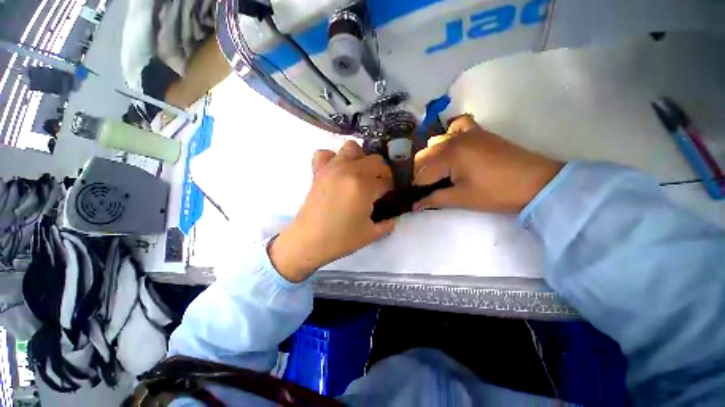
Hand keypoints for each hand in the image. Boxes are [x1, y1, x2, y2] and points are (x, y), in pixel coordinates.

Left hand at [269, 141, 395, 281]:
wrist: (308, 242)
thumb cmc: (341, 239)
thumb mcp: (371, 234)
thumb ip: (388, 223)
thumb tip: (395, 217)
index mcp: (364, 186)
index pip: (387, 180)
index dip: (391, 189)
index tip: (390, 196)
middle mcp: (349, 170)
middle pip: (375, 160)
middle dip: (382, 172)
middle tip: (378, 187)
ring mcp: (332, 168)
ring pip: (352, 148)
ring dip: (360, 159)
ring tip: (359, 174)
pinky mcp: (318, 171)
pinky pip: (325, 153)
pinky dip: (333, 158)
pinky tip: (337, 171)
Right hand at [413, 115, 562, 212]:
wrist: (536, 182)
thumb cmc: (496, 193)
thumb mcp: (461, 199)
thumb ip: (434, 200)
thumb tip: (414, 206)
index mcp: (447, 156)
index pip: (421, 173)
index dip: (416, 188)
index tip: (416, 198)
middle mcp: (451, 140)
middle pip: (423, 156)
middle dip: (420, 174)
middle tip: (426, 188)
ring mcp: (465, 132)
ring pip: (434, 142)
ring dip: (430, 157)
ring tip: (437, 172)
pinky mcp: (478, 132)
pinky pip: (456, 126)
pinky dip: (449, 134)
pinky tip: (451, 146)